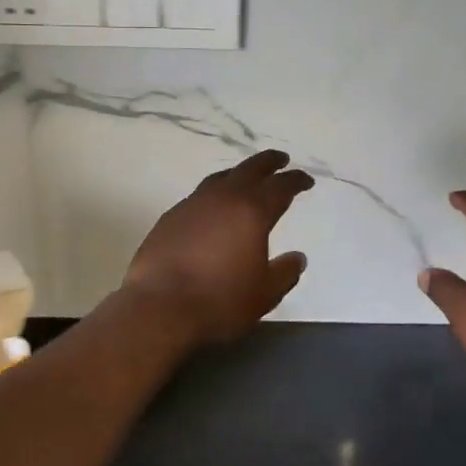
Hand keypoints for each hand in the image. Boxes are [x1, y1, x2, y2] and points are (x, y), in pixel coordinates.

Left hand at [122, 151, 313, 347]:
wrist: (159, 306)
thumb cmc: (220, 300)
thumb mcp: (265, 294)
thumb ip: (285, 272)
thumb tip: (298, 257)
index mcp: (252, 211)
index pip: (280, 187)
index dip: (295, 180)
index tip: (305, 180)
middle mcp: (223, 198)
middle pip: (249, 169)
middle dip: (268, 162)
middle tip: (280, 160)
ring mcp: (192, 204)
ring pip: (220, 178)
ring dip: (237, 174)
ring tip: (245, 178)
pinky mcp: (170, 217)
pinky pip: (198, 196)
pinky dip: (213, 195)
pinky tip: (212, 209)